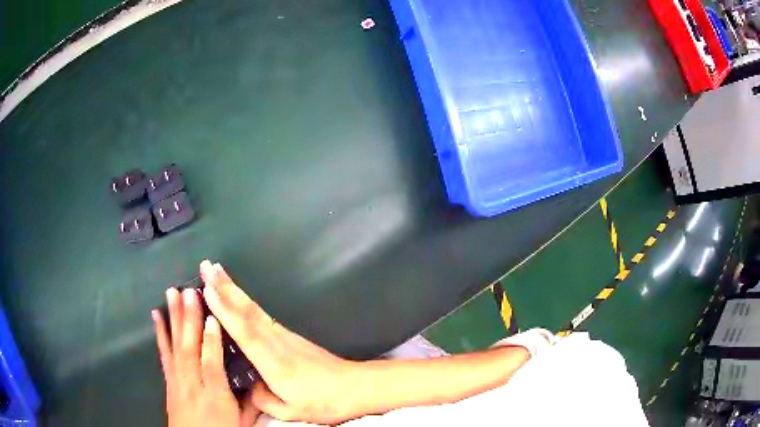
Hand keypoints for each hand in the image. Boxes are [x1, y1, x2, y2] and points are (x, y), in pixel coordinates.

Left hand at [153, 288, 260, 426]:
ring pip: (175, 346)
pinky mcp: (168, 379)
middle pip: (189, 350)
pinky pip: (163, 353)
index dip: (211, 342)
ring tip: (173, 293)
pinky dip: (160, 333)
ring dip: (174, 319)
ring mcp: (177, 381)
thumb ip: (251, 402)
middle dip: (189, 320)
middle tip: (189, 291)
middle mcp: (193, 385)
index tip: (213, 317)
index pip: (211, 366)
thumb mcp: (242, 423)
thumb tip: (262, 381)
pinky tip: (156, 315)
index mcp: (215, 397)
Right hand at [200, 261, 366, 423]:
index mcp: (273, 363)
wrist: (354, 387)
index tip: (207, 289)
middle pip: (247, 311)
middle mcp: (276, 342)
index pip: (244, 331)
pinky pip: (262, 315)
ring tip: (218, 272)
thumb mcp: (290, 411)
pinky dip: (246, 303)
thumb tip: (250, 386)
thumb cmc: (323, 402)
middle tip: (206, 266)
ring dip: (234, 289)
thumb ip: (263, 400)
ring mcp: (284, 336)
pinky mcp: (290, 335)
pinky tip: (239, 298)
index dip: (225, 310)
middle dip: (225, 287)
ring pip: (254, 309)